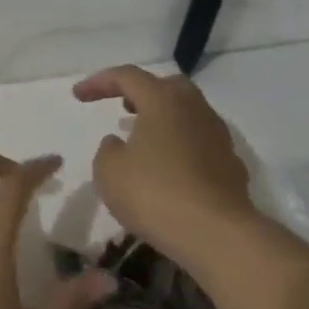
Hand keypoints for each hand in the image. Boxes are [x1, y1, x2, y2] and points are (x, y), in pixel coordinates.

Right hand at [73, 65, 256, 267]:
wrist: (215, 232)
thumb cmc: (154, 194)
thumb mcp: (110, 172)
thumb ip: (108, 150)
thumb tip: (119, 142)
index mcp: (163, 101)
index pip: (128, 76)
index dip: (100, 82)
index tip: (78, 96)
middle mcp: (195, 109)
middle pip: (167, 86)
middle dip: (142, 92)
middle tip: (122, 105)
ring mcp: (218, 135)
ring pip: (187, 114)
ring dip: (162, 119)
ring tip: (142, 139)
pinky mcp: (230, 163)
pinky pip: (199, 142)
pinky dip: (179, 145)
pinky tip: (168, 168)